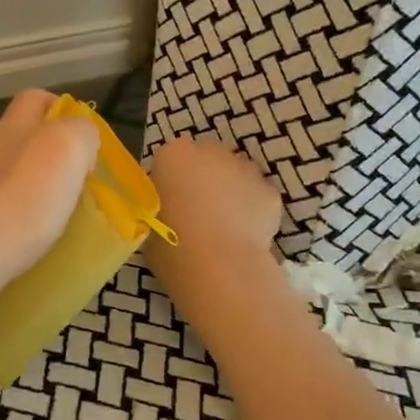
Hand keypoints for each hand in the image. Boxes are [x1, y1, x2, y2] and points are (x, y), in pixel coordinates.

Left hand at [0, 90, 98, 294]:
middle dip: (49, 150)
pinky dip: (18, 213)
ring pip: (9, 172)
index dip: (60, 107)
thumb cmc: (27, 198)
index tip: (84, 134)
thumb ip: (81, 132)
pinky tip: (32, 234)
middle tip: (78, 177)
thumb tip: (80, 137)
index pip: (34, 98)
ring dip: (33, 184)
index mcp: (13, 127)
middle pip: (21, 136)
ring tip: (58, 210)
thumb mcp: (70, 148)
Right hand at [145, 136, 283, 285]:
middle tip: (198, 215)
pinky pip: (258, 197)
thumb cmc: (172, 246)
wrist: (219, 266)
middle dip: (204, 180)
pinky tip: (244, 236)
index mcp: (173, 156)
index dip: (171, 182)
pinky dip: (253, 211)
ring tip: (224, 228)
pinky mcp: (270, 191)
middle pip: (207, 160)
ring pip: (237, 175)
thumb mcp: (150, 224)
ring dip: (231, 192)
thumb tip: (170, 211)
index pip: (170, 160)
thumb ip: (161, 207)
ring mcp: (245, 168)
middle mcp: (211, 152)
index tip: (170, 205)